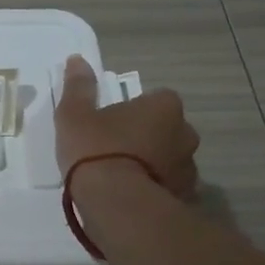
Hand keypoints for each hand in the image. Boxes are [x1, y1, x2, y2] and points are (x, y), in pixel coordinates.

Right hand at [54, 55, 199, 198]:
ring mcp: (189, 169)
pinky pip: (168, 187)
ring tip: (121, 179)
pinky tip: (130, 199)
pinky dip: (154, 190)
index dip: (134, 110)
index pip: (156, 99)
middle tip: (115, 150)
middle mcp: (185, 133)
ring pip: (169, 160)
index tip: (112, 123)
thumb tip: (77, 60)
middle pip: (166, 130)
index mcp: (164, 107)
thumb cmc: (96, 149)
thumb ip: (78, 87)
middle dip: (147, 137)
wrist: (117, 204)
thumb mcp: (75, 115)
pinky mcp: (184, 198)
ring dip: (152, 165)